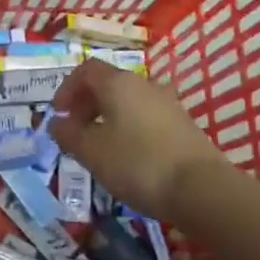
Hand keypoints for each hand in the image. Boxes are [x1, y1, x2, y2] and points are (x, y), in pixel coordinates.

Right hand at [49, 59, 235, 220]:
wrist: (202, 189)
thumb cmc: (138, 164)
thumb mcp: (91, 152)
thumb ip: (68, 134)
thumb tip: (57, 123)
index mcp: (118, 83)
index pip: (85, 70)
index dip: (67, 89)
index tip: (59, 114)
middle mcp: (143, 85)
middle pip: (108, 84)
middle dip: (86, 104)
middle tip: (75, 132)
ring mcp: (167, 104)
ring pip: (128, 102)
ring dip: (108, 118)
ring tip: (100, 147)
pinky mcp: (183, 125)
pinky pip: (146, 117)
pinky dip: (129, 128)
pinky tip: (128, 157)